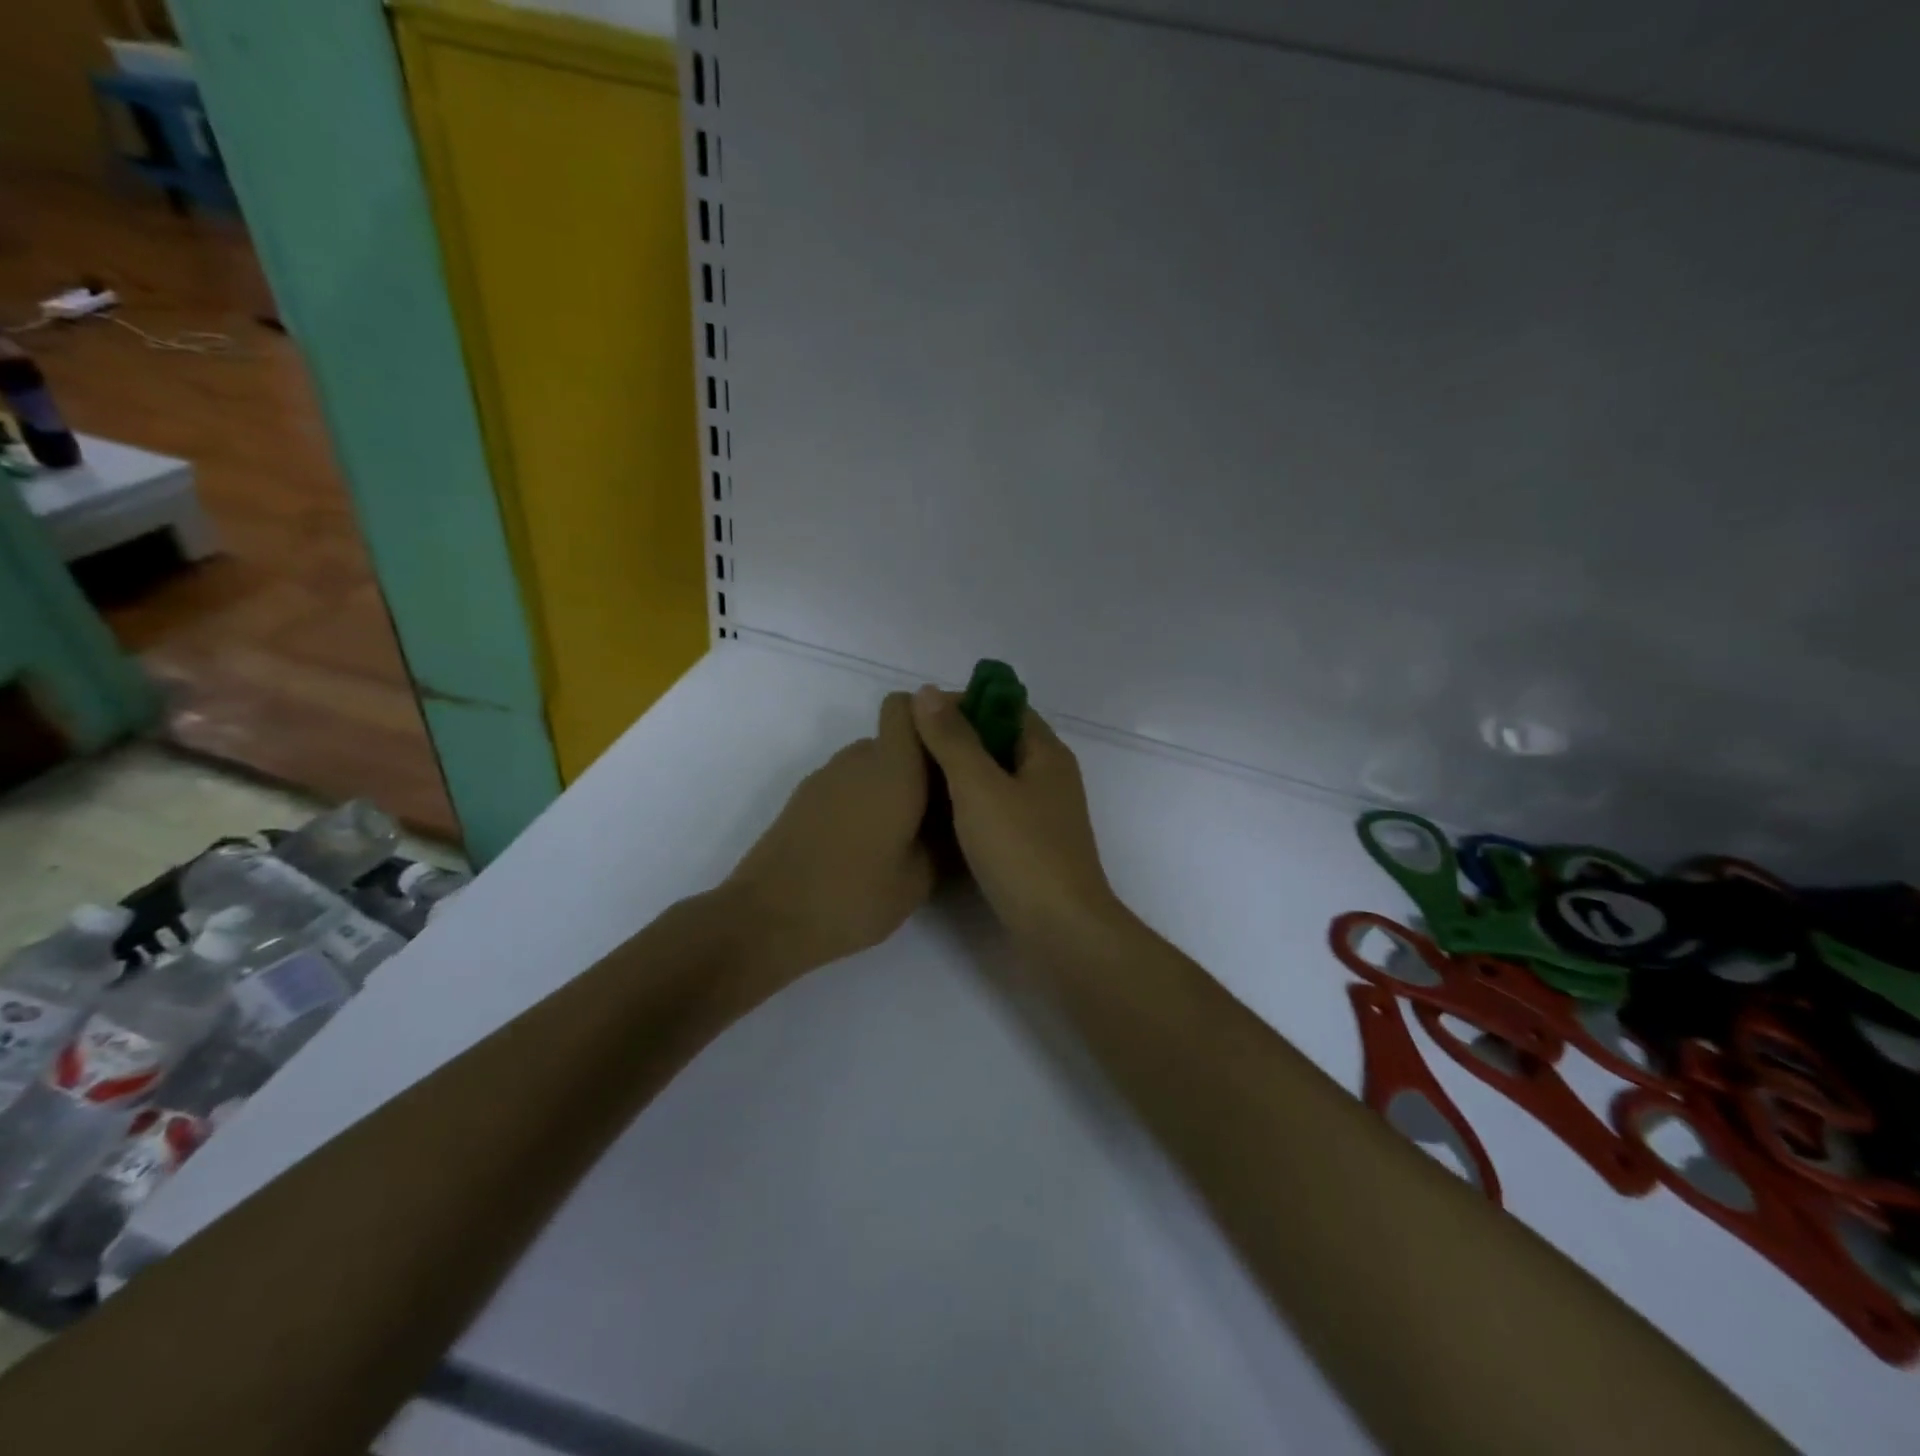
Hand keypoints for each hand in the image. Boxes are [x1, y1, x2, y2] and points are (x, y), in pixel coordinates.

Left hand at [724, 692, 934, 982]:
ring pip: (872, 763)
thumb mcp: (918, 879)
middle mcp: (858, 760)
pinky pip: (848, 784)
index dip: (934, 716)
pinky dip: (866, 799)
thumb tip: (951, 820)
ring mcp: (826, 778)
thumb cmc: (853, 896)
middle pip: (896, 738)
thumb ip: (943, 839)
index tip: (957, 748)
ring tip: (908, 830)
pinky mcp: (804, 799)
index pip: (908, 705)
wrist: (768, 918)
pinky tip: (870, 843)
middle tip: (943, 805)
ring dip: (893, 783)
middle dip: (921, 762)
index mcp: (893, 768)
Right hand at [910, 685, 1123, 945]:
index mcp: (1046, 753)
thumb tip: (927, 692)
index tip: (919, 715)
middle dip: (955, 739)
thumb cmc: (1022, 851)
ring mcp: (1041, 815)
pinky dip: (967, 806)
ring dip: (958, 774)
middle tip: (908, 749)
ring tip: (913, 778)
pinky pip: (994, 811)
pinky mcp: (1030, 846)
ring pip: (994, 779)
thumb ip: (953, 739)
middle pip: (998, 742)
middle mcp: (1048, 777)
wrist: (1059, 931)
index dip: (963, 702)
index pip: (1004, 706)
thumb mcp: (980, 787)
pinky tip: (935, 817)